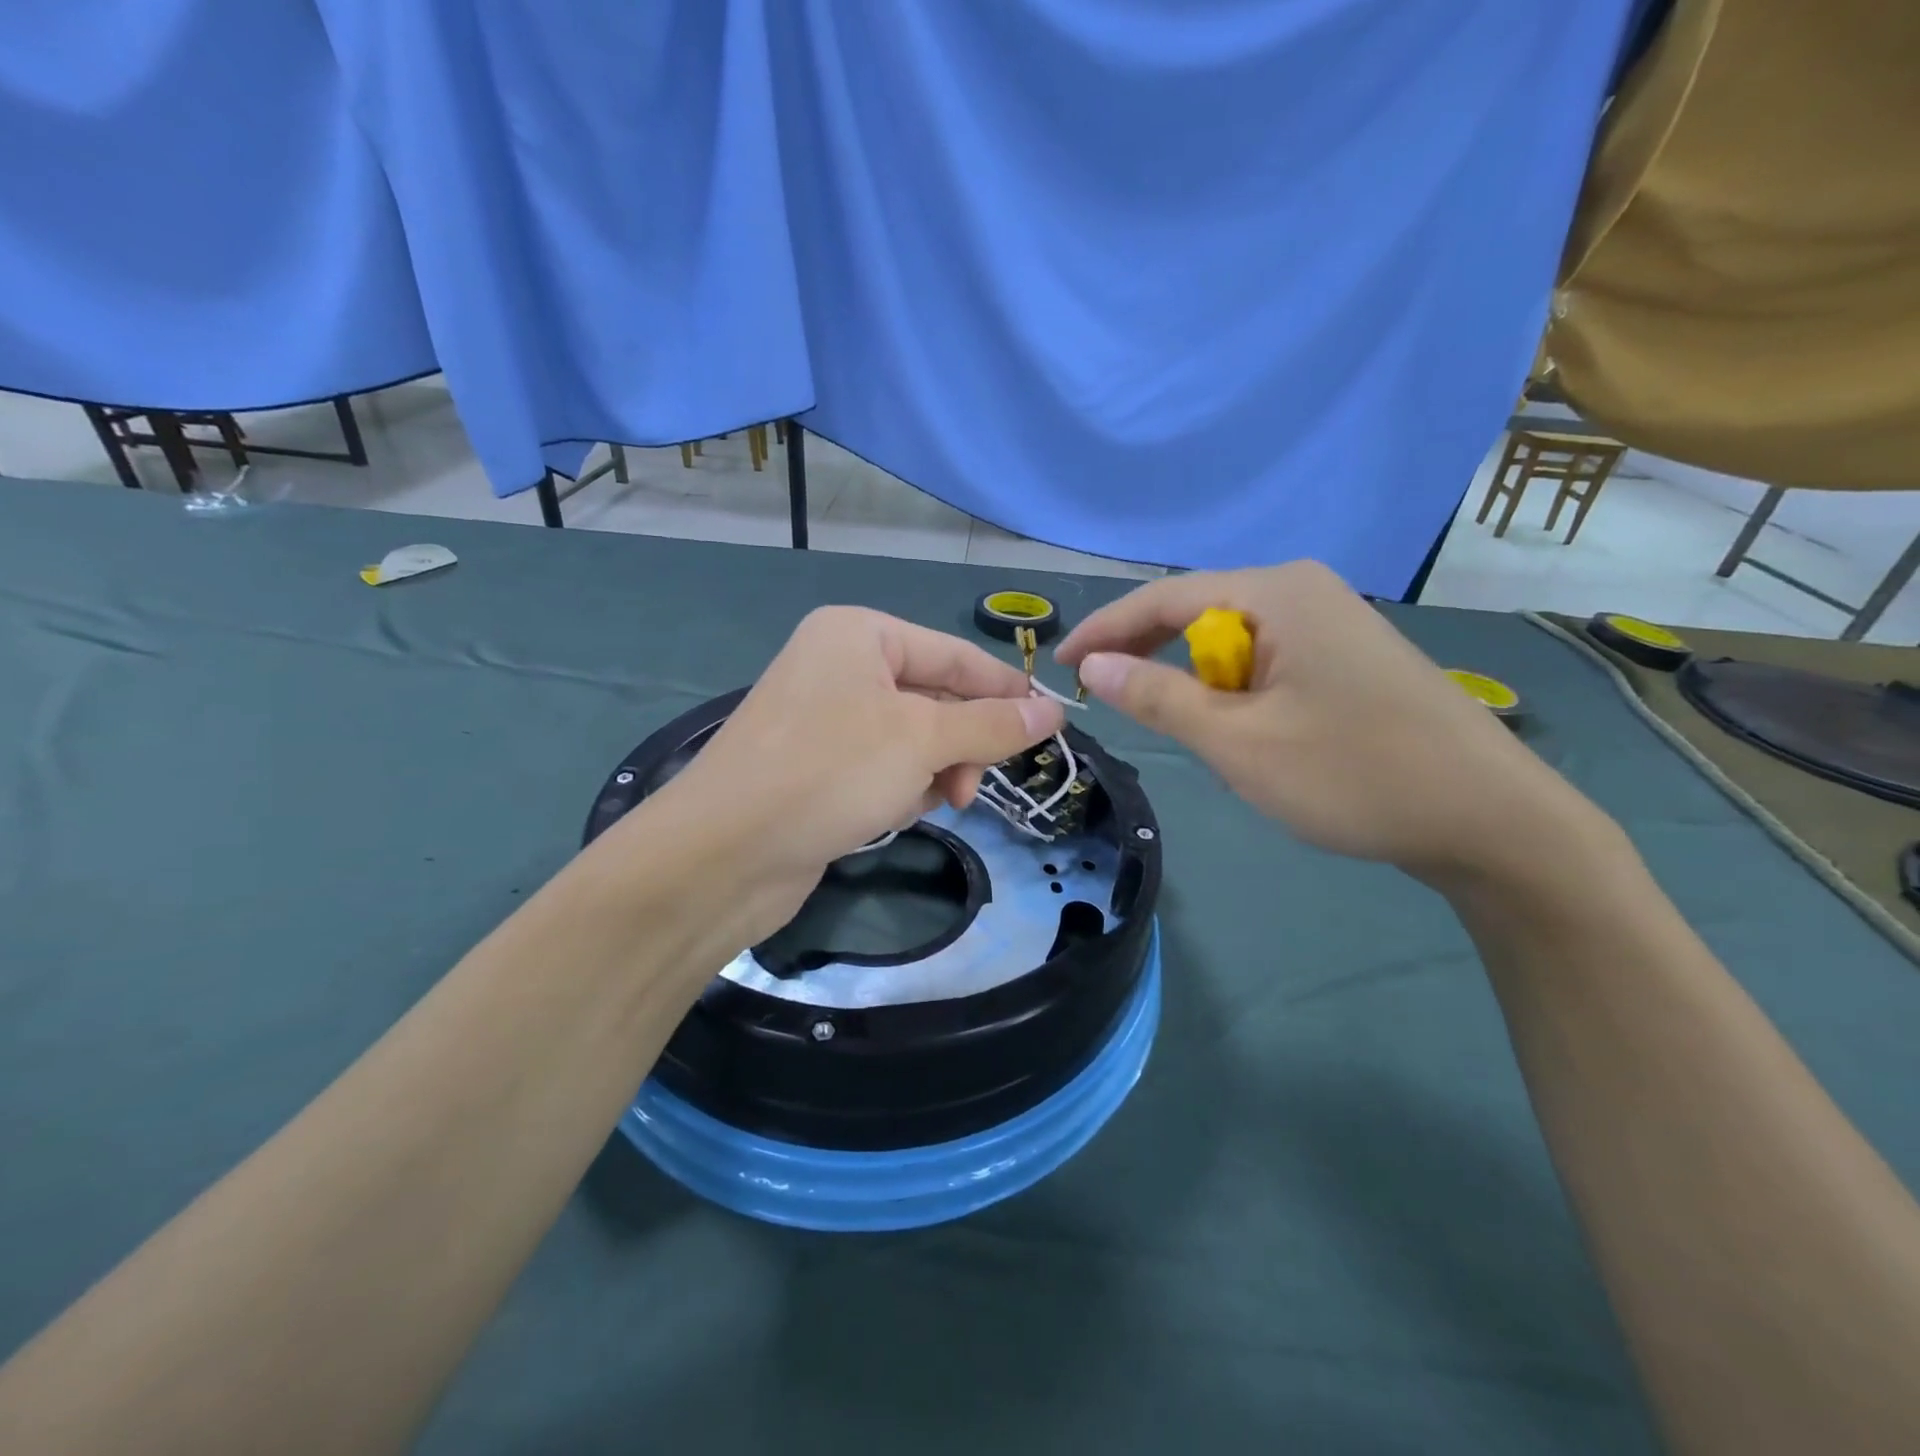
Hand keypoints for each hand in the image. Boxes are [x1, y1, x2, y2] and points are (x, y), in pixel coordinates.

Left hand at [638, 606, 1062, 939]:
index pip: (955, 655)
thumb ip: (991, 725)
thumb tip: (1053, 712)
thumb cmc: (830, 772)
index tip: (1052, 725)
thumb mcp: (923, 740)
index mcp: (859, 634)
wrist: (724, 854)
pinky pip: (882, 766)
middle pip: (935, 698)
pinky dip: (900, 788)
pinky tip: (894, 813)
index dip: (1006, 689)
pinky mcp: (816, 766)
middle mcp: (840, 667)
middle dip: (961, 744)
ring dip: (933, 771)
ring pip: (912, 738)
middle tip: (975, 785)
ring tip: (937, 803)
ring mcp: (824, 718)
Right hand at [1056, 563, 1606, 884]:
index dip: (1104, 631)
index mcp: (1277, 592)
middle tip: (1106, 697)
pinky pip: (1267, 662)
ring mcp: (1333, 622)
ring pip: (1233, 644)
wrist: (1490, 821)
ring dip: (1197, 684)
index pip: (1163, 598)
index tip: (1059, 664)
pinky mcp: (1349, 657)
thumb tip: (1091, 666)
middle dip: (1150, 656)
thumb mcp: (1237, 742)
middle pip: (1198, 614)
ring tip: (1185, 730)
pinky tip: (1242, 731)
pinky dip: (1236, 694)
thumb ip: (1157, 697)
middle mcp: (1304, 591)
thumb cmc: (1353, 775)